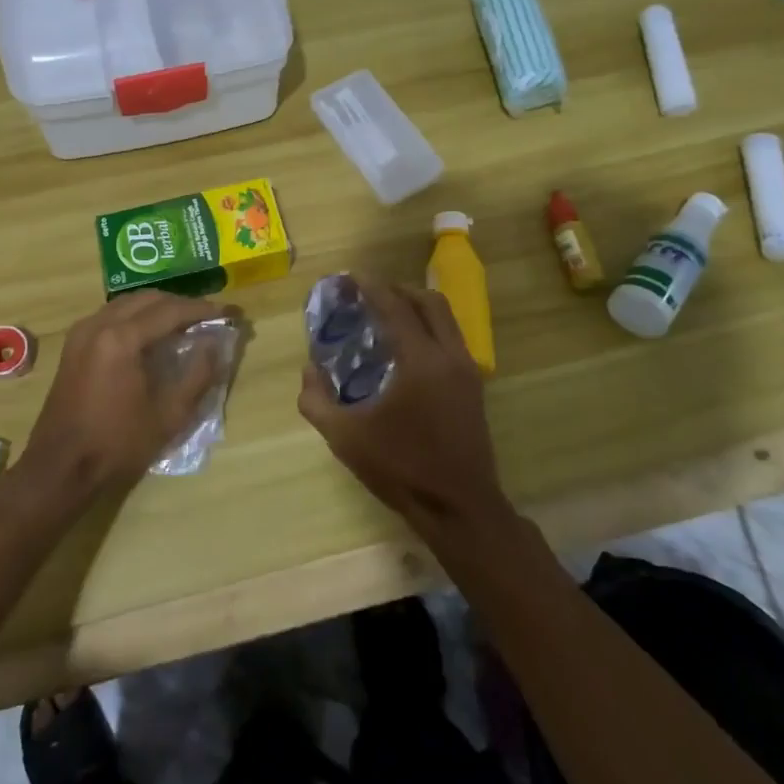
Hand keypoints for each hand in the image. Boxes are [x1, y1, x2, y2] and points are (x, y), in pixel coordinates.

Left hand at [19, 291, 226, 496]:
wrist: (60, 468)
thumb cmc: (117, 444)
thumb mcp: (169, 415)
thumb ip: (198, 374)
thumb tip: (216, 343)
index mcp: (121, 339)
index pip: (171, 310)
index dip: (203, 309)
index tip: (229, 311)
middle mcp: (99, 324)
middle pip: (149, 299)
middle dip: (181, 304)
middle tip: (209, 317)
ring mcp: (82, 332)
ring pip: (128, 303)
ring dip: (159, 308)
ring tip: (185, 324)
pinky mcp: (75, 344)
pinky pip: (112, 315)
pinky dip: (137, 316)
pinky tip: (153, 334)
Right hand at [296, 278, 511, 534]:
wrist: (459, 507)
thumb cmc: (401, 468)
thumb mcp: (346, 437)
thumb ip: (316, 400)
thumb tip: (309, 370)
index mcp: (420, 361)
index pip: (395, 307)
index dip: (372, 287)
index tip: (351, 276)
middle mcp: (450, 356)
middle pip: (430, 302)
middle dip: (399, 290)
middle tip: (371, 293)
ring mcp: (467, 371)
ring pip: (447, 319)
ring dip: (418, 308)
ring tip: (389, 316)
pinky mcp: (474, 388)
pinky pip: (452, 339)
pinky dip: (430, 329)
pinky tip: (408, 349)